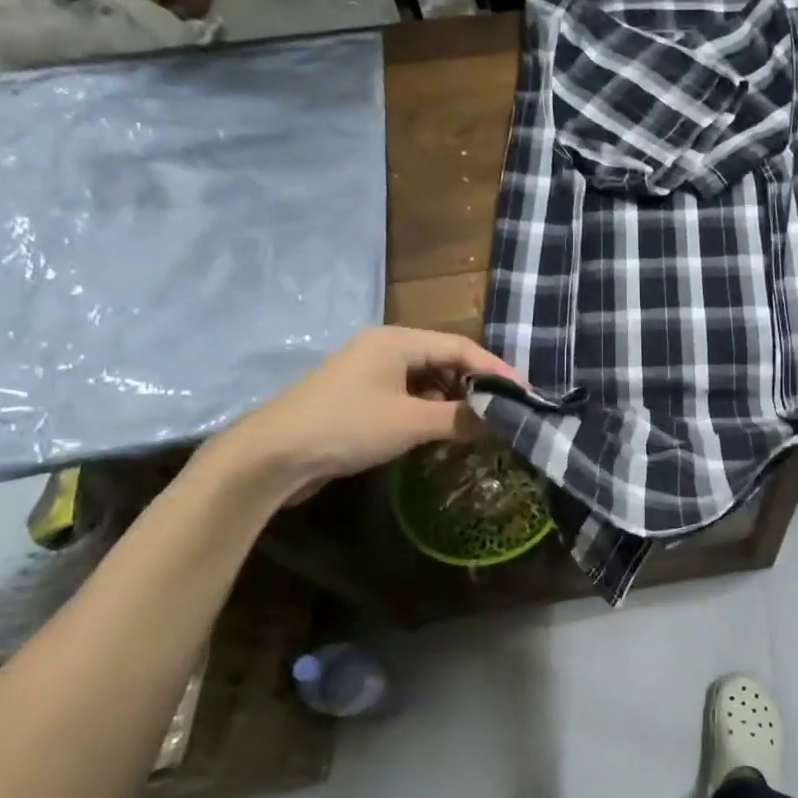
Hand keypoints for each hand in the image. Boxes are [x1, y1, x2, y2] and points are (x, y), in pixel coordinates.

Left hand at [211, 326, 522, 496]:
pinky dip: (429, 412)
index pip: (462, 348)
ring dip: (452, 402)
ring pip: (426, 381)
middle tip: (504, 410)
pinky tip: (441, 434)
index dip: (496, 370)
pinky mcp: (358, 398)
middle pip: (445, 361)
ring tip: (478, 425)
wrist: (272, 456)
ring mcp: (369, 373)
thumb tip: (500, 421)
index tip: (525, 393)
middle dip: (475, 386)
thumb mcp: (411, 423)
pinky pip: (407, 397)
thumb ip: (460, 419)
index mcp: (398, 341)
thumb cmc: (347, 427)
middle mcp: (385, 348)